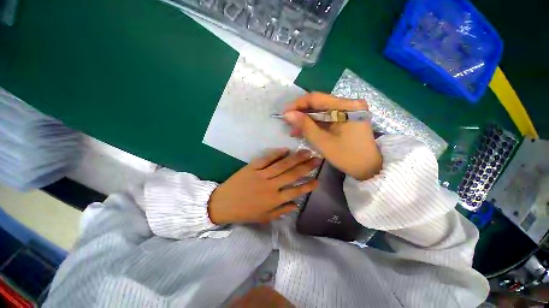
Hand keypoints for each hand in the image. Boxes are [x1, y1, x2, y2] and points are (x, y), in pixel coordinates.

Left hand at [208, 149, 320, 223]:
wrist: (222, 204)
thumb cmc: (244, 212)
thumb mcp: (264, 217)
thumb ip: (281, 211)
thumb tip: (296, 205)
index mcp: (274, 200)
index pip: (296, 191)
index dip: (308, 185)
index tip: (318, 179)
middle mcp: (270, 186)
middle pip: (292, 175)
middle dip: (306, 166)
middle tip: (317, 159)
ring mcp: (261, 175)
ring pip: (282, 165)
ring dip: (295, 158)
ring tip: (306, 152)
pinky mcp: (252, 168)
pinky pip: (266, 159)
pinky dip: (276, 154)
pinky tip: (285, 149)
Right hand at [283, 92, 381, 180]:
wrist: (369, 168)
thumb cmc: (348, 157)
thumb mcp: (323, 142)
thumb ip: (305, 126)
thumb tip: (287, 114)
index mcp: (347, 106)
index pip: (317, 98)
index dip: (298, 104)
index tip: (284, 112)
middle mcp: (350, 103)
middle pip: (319, 103)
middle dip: (302, 113)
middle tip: (288, 122)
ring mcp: (350, 110)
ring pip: (322, 110)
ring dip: (307, 119)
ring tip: (294, 129)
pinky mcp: (348, 117)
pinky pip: (328, 116)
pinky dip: (316, 123)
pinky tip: (306, 130)